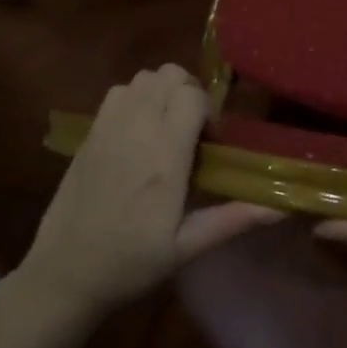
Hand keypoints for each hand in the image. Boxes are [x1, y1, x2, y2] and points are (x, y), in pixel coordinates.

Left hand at [14, 66, 281, 327]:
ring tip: (165, 127)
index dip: (207, 110)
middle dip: (188, 92)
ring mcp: (108, 126)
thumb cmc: (130, 263)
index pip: (191, 97)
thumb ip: (233, 219)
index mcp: (164, 157)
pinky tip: (137, 131)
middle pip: (169, 74)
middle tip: (192, 129)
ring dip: (161, 91)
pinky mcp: (89, 131)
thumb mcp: (186, 248)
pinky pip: (119, 91)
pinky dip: (135, 97)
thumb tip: (282, 207)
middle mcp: (136, 130)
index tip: (210, 141)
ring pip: (144, 77)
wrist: (64, 272)